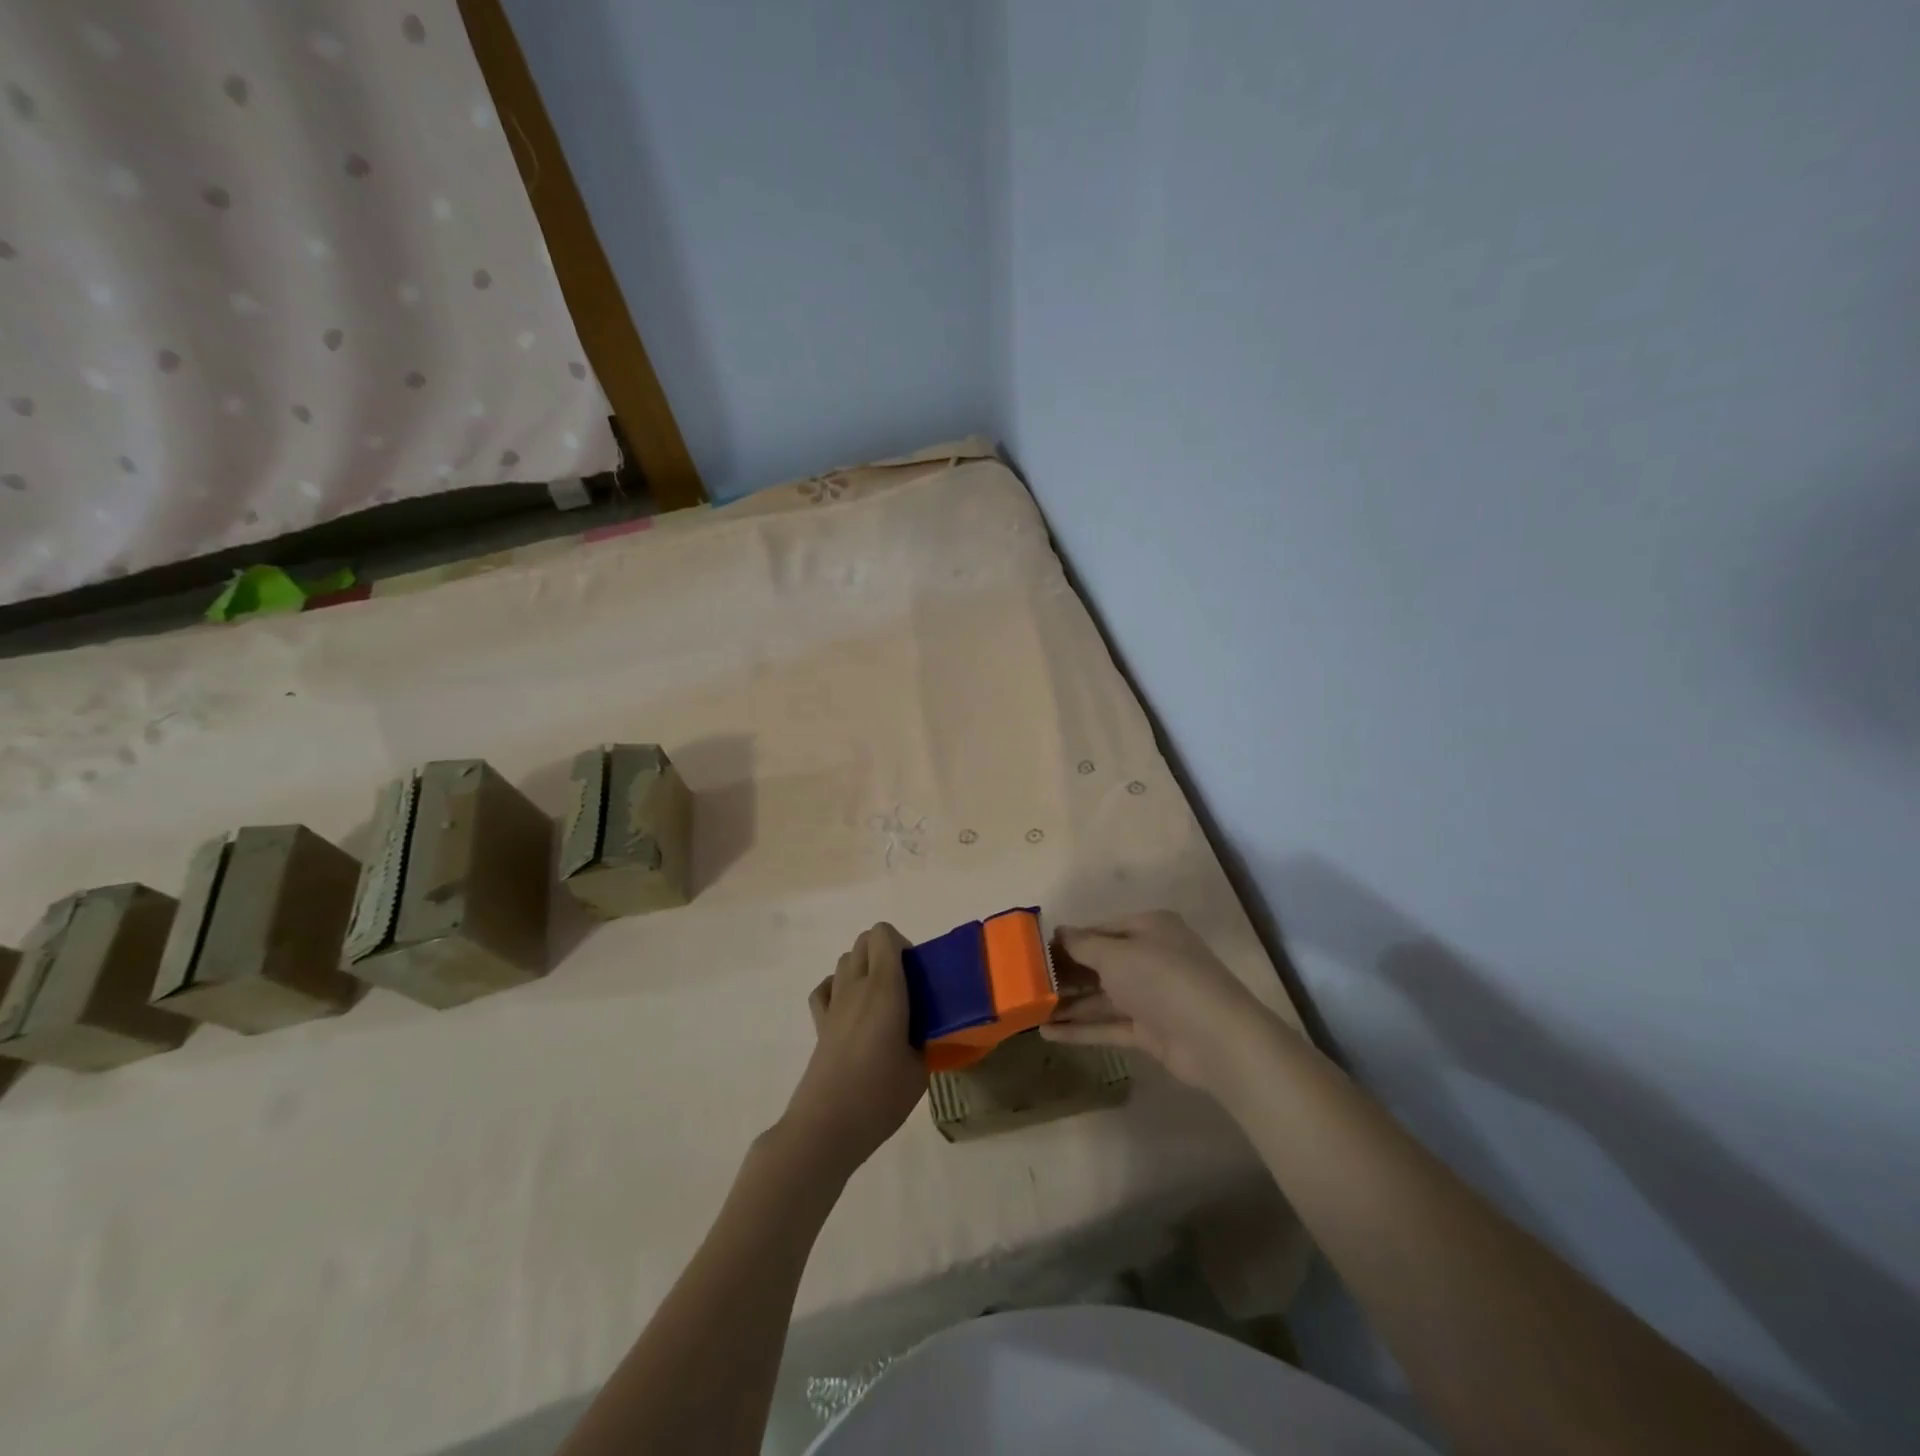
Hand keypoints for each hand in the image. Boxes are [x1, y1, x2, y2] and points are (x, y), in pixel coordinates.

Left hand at [781, 923, 928, 1178]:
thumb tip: (925, 1031)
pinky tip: (852, 1012)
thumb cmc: (880, 1096)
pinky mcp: (818, 1024)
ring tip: (882, 1002)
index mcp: (884, 988)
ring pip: (845, 961)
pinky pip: (826, 988)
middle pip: (864, 941)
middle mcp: (856, 986)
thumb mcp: (921, 1068)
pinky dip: (838, 988)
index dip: (902, 945)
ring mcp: (833, 1004)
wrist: (827, 1127)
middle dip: (886, 952)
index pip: (883, 935)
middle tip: (905, 988)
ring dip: (864, 968)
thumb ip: (925, 1038)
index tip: (917, 975)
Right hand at [1041, 910, 1291, 1093]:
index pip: (1100, 929)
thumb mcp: (1116, 953)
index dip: (1068, 940)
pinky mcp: (1150, 1031)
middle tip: (1026, 983)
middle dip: (1065, 974)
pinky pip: (1109, 1025)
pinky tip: (1048, 1034)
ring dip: (1069, 1004)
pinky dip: (1081, 1029)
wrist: (1215, 1038)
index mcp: (1148, 928)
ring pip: (1102, 997)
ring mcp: (1151, 996)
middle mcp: (1151, 957)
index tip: (1034, 952)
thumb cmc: (1162, 979)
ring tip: (1029, 1011)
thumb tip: (1058, 932)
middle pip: (1100, 963)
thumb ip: (1083, 945)